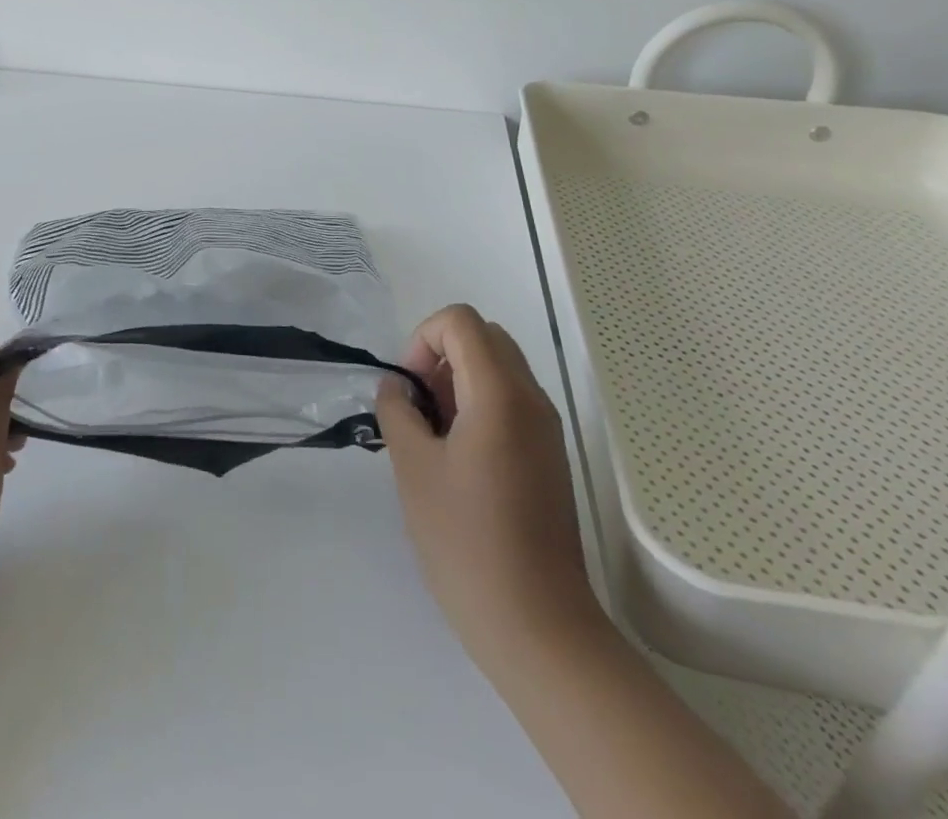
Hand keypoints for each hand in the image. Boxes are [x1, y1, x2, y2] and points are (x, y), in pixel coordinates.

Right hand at [377, 305, 597, 662]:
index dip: (423, 338)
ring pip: (500, 368)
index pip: (461, 322)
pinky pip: (512, 401)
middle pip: (485, 337)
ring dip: (460, 380)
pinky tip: (457, 457)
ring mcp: (546, 429)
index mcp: (500, 394)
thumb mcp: (413, 468)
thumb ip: (397, 411)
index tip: (408, 388)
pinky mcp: (550, 456)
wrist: (538, 626)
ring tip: (433, 434)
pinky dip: (480, 405)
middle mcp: (532, 399)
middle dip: (441, 355)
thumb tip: (398, 387)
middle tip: (418, 405)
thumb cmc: (467, 542)